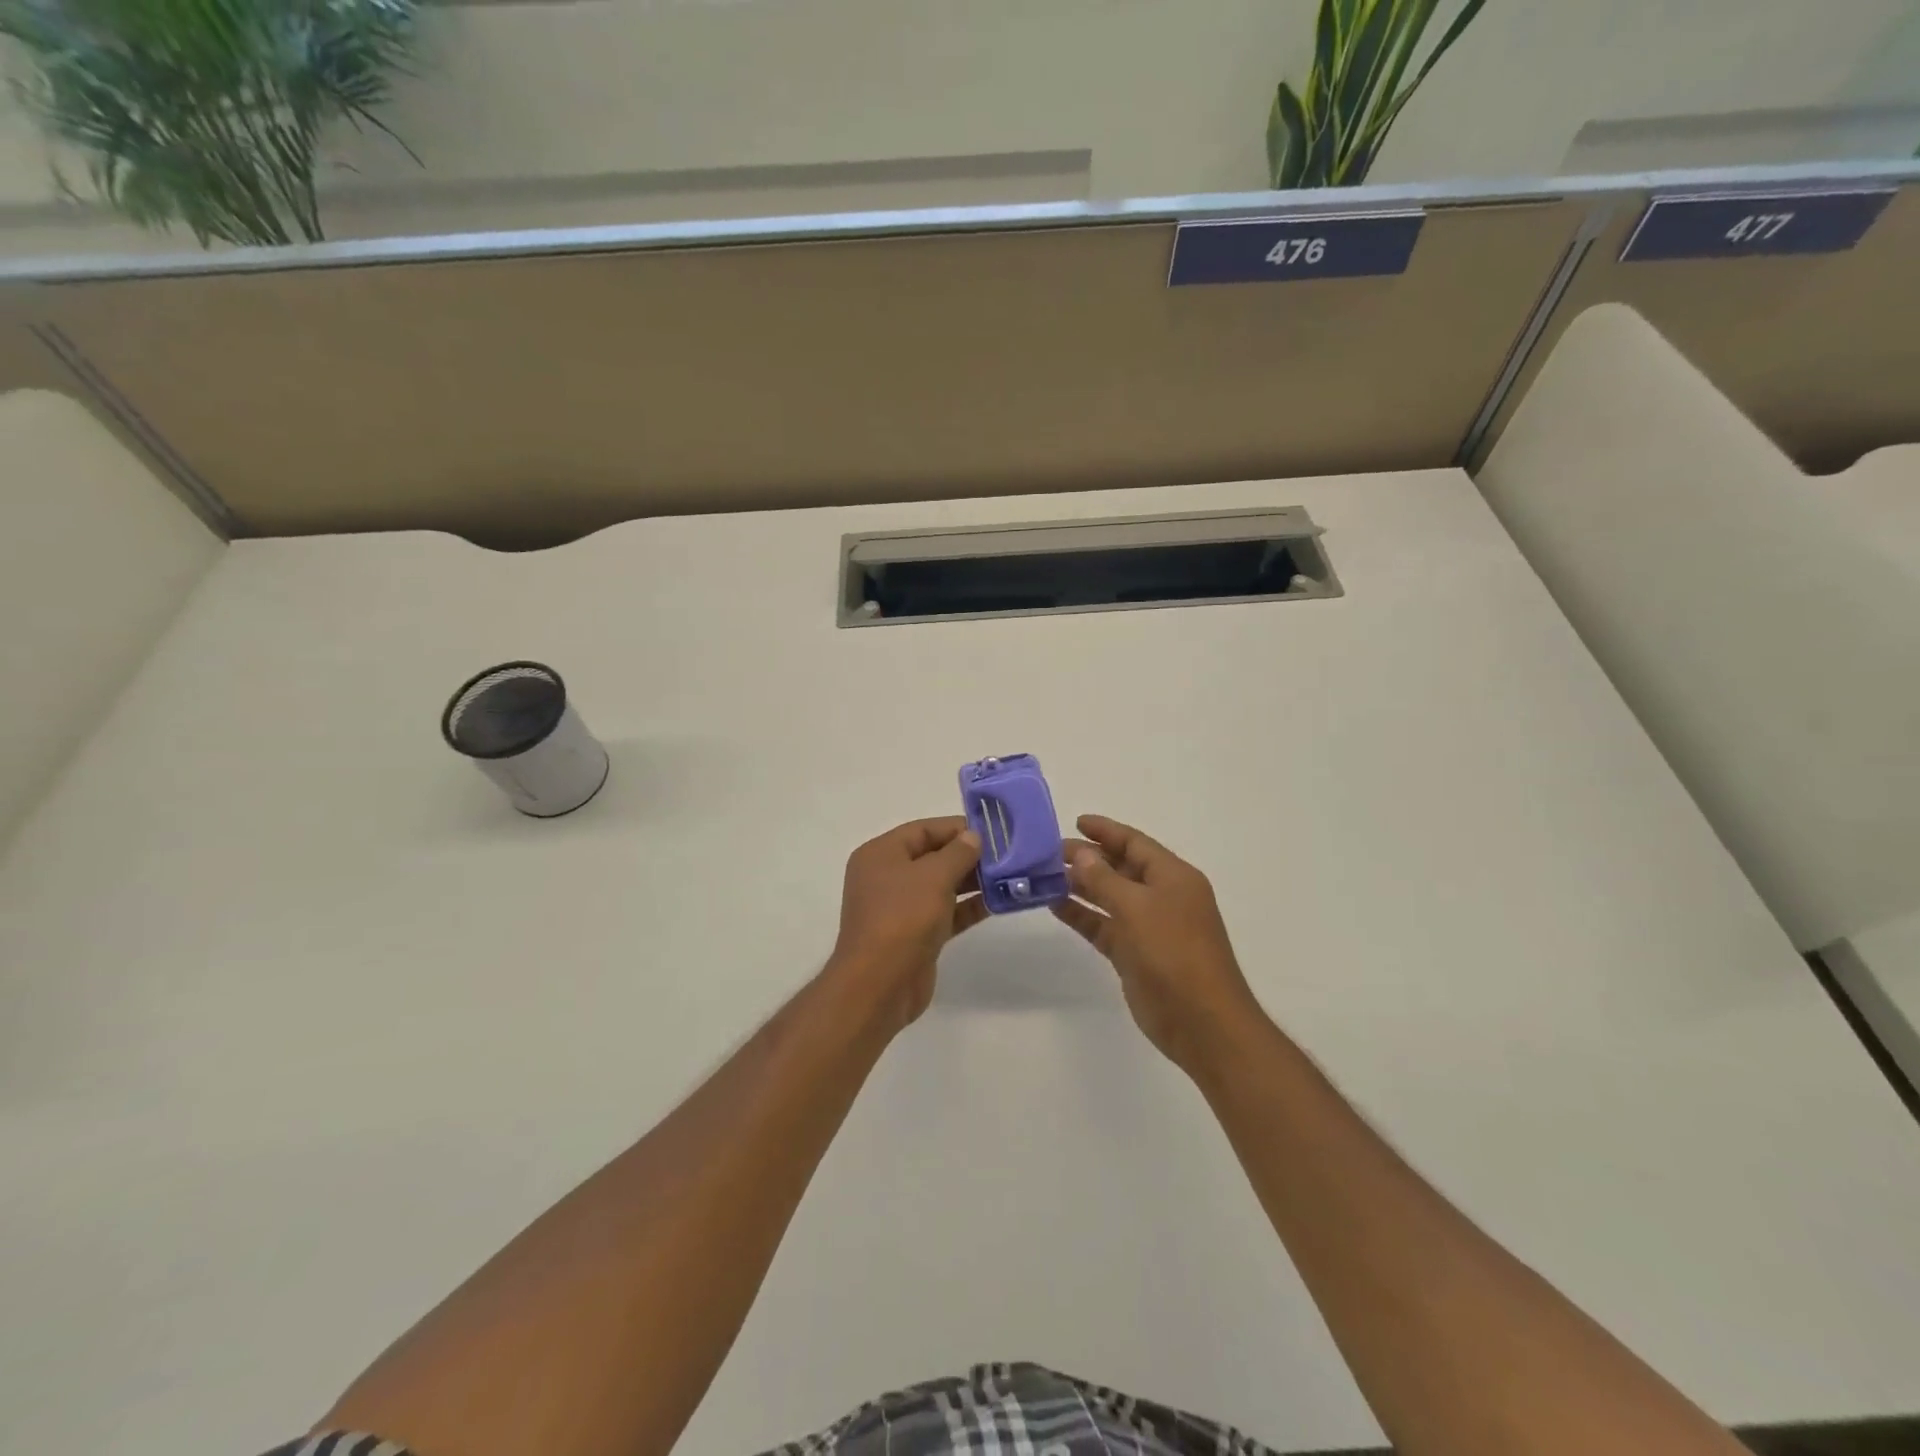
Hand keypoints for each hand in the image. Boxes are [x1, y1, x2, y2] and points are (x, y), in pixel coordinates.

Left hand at [827, 817, 986, 1033]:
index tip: (993, 831)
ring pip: (941, 886)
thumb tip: (973, 836)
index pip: (923, 829)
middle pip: (933, 856)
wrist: (880, 985)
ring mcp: (901, 908)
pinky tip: (999, 902)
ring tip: (1010, 876)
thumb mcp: (933, 876)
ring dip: (973, 881)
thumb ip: (958, 853)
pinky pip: (946, 912)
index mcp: (881, 854)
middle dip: (969, 855)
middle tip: (1007, 854)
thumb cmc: (902, 918)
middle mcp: (887, 877)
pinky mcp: (916, 935)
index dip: (957, 827)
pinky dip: (969, 907)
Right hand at [1051, 815, 1265, 1074]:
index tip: (1075, 822)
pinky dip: (1081, 915)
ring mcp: (1148, 926)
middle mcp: (1162, 896)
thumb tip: (1080, 853)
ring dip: (1080, 886)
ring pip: (1108, 897)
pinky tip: (1054, 905)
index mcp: (1173, 876)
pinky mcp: (1134, 953)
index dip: (1106, 830)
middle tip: (1048, 852)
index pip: (1135, 842)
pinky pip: (1103, 925)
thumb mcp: (1136, 907)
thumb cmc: (1173, 953)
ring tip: (1043, 875)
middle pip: (1120, 867)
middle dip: (1087, 857)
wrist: (1201, 1021)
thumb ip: (1104, 878)